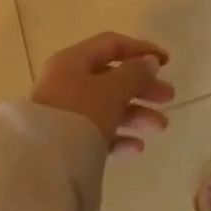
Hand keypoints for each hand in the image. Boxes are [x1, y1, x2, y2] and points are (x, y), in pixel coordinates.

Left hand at [31, 32, 175, 154]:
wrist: (41, 165)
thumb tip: (149, 62)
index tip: (167, 63)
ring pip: (107, 105)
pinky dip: (119, 135)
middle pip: (112, 77)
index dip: (141, 50)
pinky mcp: (64, 140)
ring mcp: (64, 112)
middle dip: (143, 87)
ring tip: (161, 127)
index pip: (112, 45)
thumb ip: (135, 73)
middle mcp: (66, 81)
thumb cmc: (80, 115)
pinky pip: (97, 132)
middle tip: (169, 98)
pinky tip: (137, 147)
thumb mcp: (112, 90)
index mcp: (73, 61)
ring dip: (137, 113)